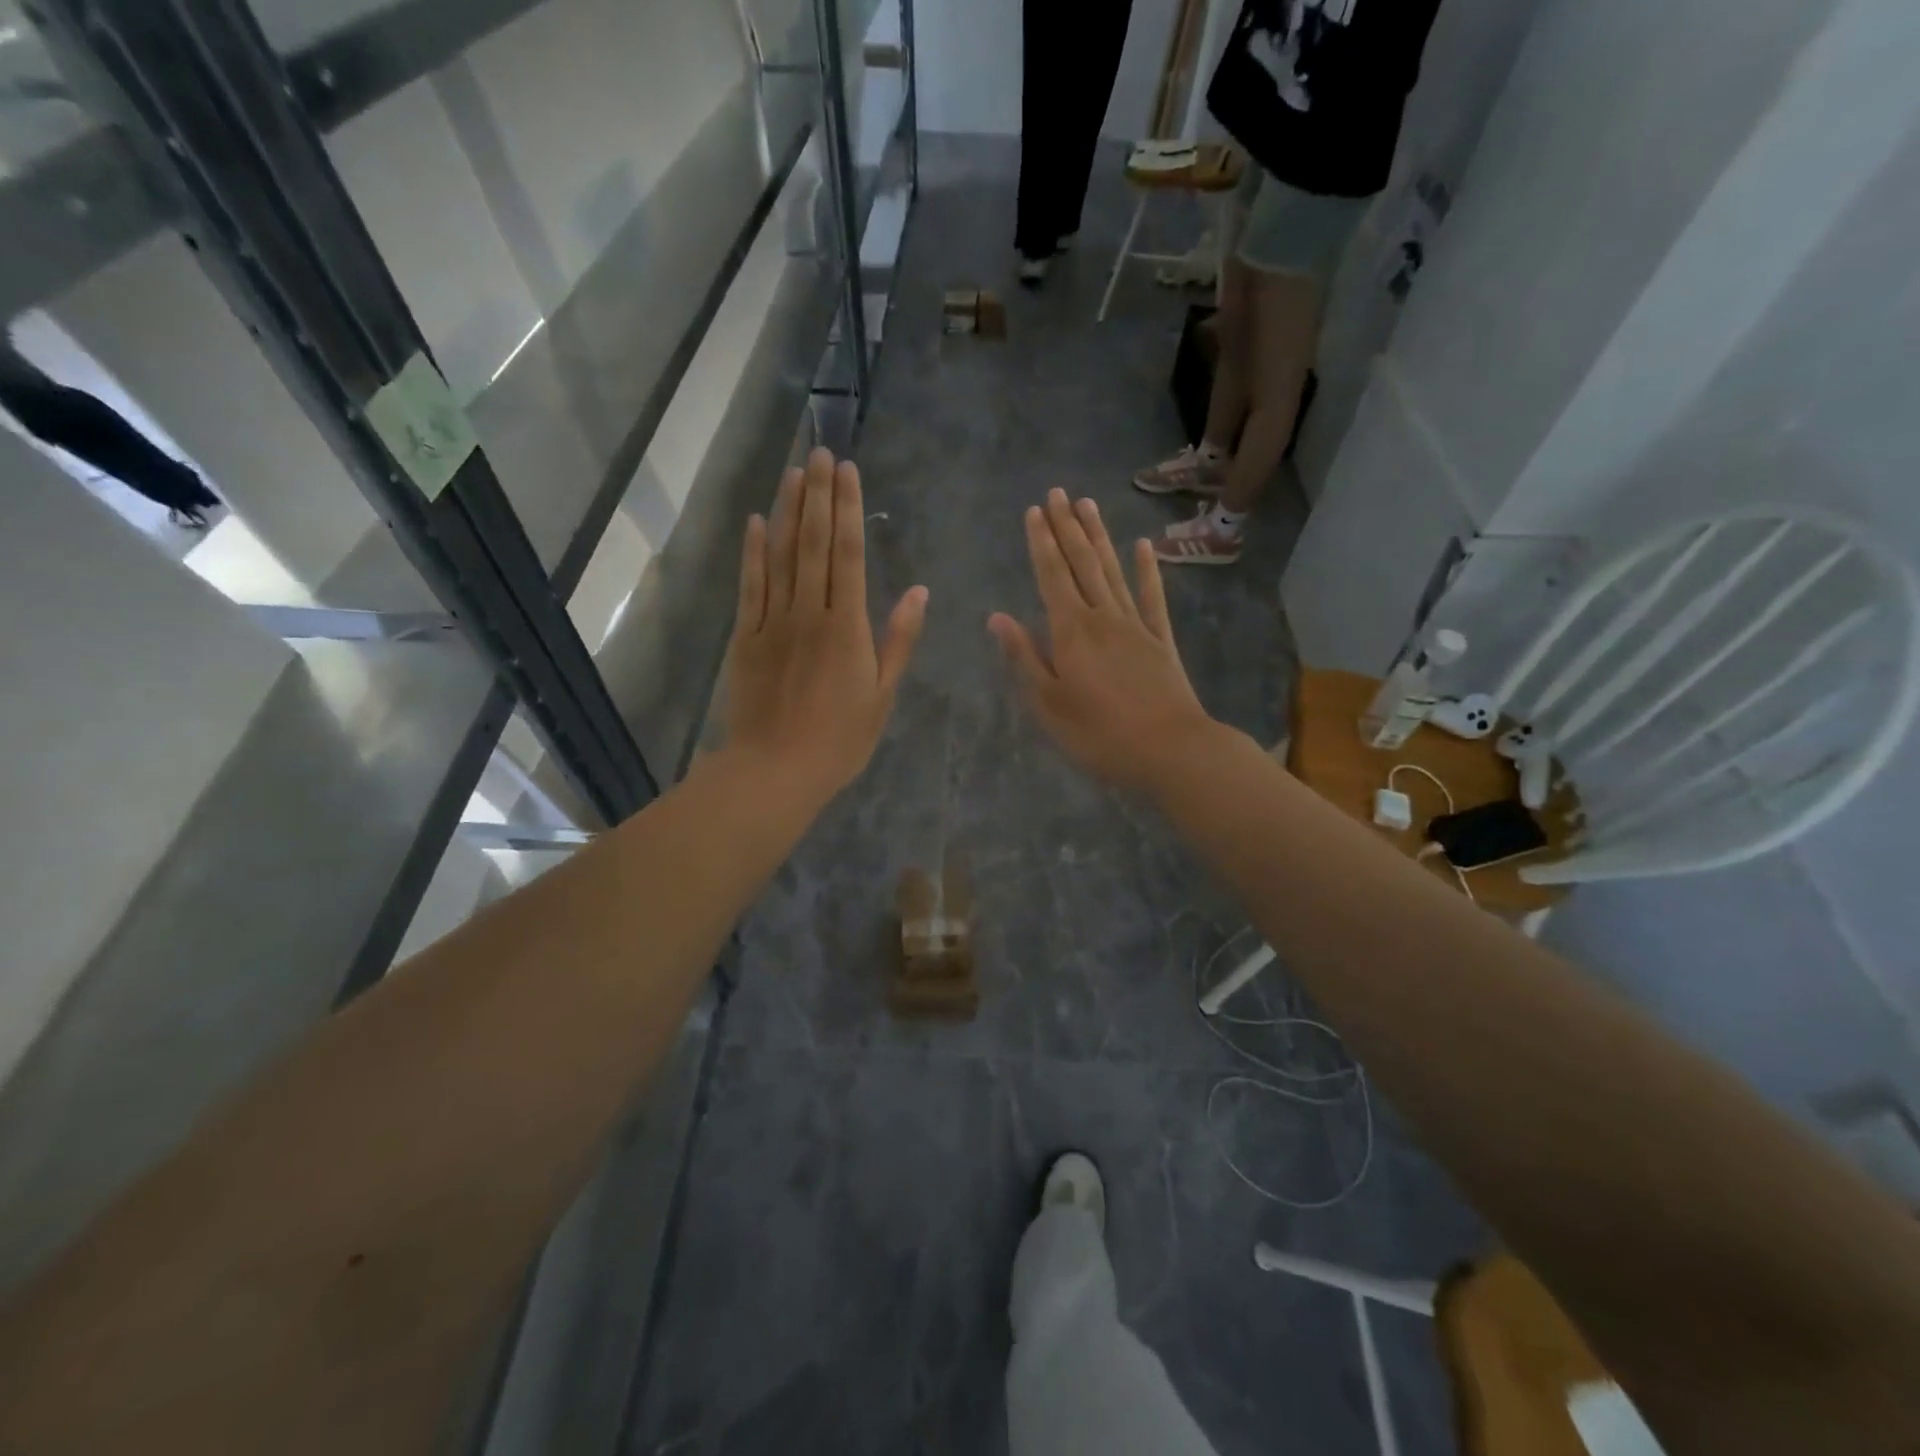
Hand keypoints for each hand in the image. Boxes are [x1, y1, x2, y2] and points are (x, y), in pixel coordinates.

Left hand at [723, 448, 927, 807]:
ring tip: (793, 472)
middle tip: (821, 453)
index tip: (848, 470)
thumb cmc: (840, 739)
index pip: (848, 553)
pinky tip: (757, 522)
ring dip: (787, 511)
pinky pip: (750, 586)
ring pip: (780, 556)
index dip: (848, 508)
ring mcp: (772, 622)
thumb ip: (899, 640)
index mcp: (847, 626)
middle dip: (818, 495)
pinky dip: (753, 552)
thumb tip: (918, 591)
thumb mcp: (883, 695)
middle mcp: (809, 612)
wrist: (776, 770)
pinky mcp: (745, 637)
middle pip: (813, 543)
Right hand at [988, 489, 1217, 793]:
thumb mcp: (1048, 703)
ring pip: (1113, 571)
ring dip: (1099, 537)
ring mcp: (1136, 625)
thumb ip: (1024, 657)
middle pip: (1082, 563)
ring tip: (1088, 505)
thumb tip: (998, 617)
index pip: (1052, 575)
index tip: (1034, 511)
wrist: (1171, 749)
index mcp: (1071, 631)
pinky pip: (1153, 597)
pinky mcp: (1161, 640)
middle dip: (1067, 527)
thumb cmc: (1099, 734)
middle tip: (1058, 493)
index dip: (1041, 542)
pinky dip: (1147, 570)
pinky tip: (1144, 547)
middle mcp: (1103, 616)